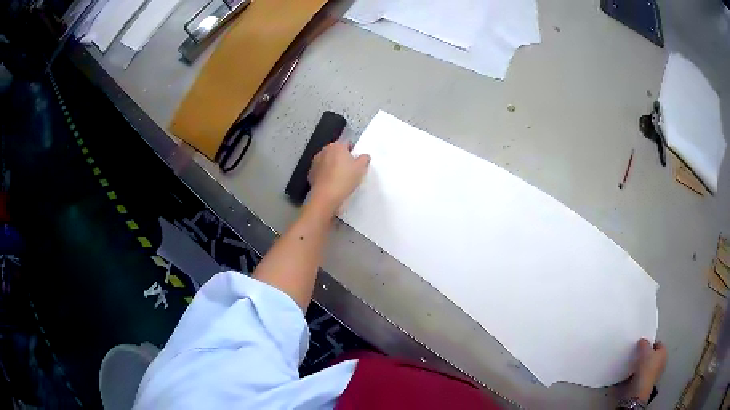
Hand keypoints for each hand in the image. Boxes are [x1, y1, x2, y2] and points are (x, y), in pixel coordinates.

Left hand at [308, 141, 369, 213]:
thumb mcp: (361, 169)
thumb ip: (364, 159)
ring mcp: (315, 161)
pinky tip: (330, 183)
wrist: (325, 196)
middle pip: (336, 151)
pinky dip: (325, 174)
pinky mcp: (311, 172)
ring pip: (327, 160)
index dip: (353, 152)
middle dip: (342, 158)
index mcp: (337, 146)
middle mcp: (324, 150)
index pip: (347, 144)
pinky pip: (321, 170)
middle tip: (349, 170)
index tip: (356, 162)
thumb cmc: (344, 179)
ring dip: (332, 165)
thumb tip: (364, 156)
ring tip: (339, 178)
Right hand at [628, 338, 666, 402]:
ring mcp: (655, 374)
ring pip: (647, 366)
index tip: (641, 345)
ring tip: (633, 364)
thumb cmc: (646, 368)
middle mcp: (662, 362)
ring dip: (641, 365)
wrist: (638, 391)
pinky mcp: (646, 383)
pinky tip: (631, 374)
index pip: (658, 343)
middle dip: (645, 355)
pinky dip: (638, 374)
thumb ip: (644, 344)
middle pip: (653, 355)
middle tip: (637, 354)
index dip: (650, 343)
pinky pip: (642, 375)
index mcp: (664, 352)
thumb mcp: (644, 351)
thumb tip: (642, 341)